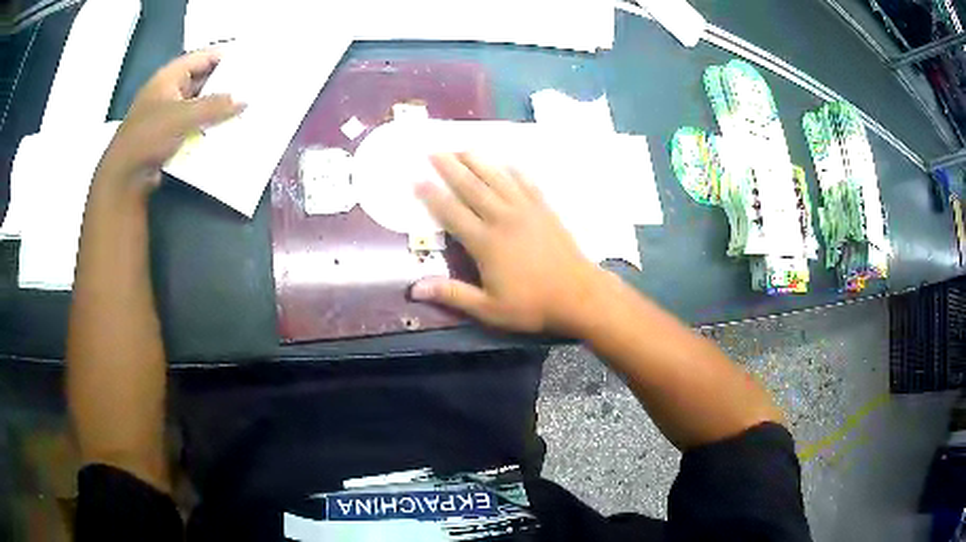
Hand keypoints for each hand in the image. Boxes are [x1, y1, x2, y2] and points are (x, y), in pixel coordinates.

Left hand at [96, 50, 243, 196]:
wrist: (125, 179)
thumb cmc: (149, 138)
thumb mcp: (183, 117)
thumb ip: (214, 106)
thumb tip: (244, 100)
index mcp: (169, 77)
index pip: (203, 57)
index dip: (226, 57)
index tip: (251, 61)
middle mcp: (169, 91)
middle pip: (202, 81)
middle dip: (225, 85)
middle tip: (252, 87)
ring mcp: (168, 115)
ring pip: (199, 105)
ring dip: (217, 109)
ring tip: (244, 109)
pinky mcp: (169, 137)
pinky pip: (194, 125)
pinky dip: (207, 127)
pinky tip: (225, 132)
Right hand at [411, 153, 608, 333]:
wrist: (578, 295)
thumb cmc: (532, 304)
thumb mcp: (489, 309)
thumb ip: (453, 294)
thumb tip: (415, 289)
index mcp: (485, 242)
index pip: (452, 213)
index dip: (432, 195)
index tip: (417, 179)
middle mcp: (502, 218)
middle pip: (472, 187)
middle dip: (451, 167)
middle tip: (434, 151)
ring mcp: (526, 210)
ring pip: (497, 179)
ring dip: (479, 161)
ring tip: (463, 148)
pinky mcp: (545, 209)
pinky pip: (527, 183)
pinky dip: (515, 171)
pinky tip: (507, 162)